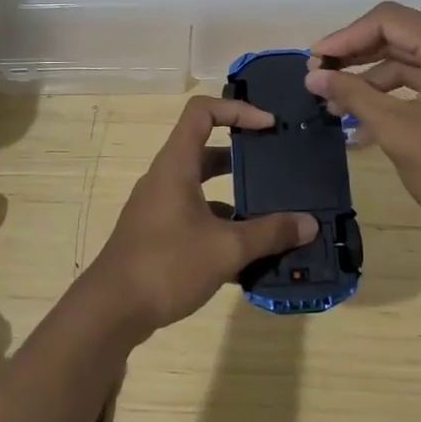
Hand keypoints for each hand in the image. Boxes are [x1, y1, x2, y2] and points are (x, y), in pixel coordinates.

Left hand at [89, 96, 316, 336]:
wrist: (110, 312)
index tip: (269, 126)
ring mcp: (158, 208)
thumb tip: (310, 224)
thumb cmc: (167, 265)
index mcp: (176, 165)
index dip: (237, 110)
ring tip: (272, 215)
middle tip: (277, 167)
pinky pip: (195, 218)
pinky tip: (248, 257)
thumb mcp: (226, 248)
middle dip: (243, 157)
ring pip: (202, 189)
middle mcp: (165, 178)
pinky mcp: (157, 235)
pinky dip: (221, 227)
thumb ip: (270, 233)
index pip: (203, 112)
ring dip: (235, 198)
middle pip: (206, 150)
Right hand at [307, 2, 420, 241]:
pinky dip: (394, 97)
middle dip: (356, 56)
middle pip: (399, 37)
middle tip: (318, 77)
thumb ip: (353, 95)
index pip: (389, 20)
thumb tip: (313, 76)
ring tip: (334, 105)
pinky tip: (363, 122)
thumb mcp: (397, 130)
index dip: (346, 37)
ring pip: (410, 62)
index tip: (314, 61)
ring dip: (371, 80)